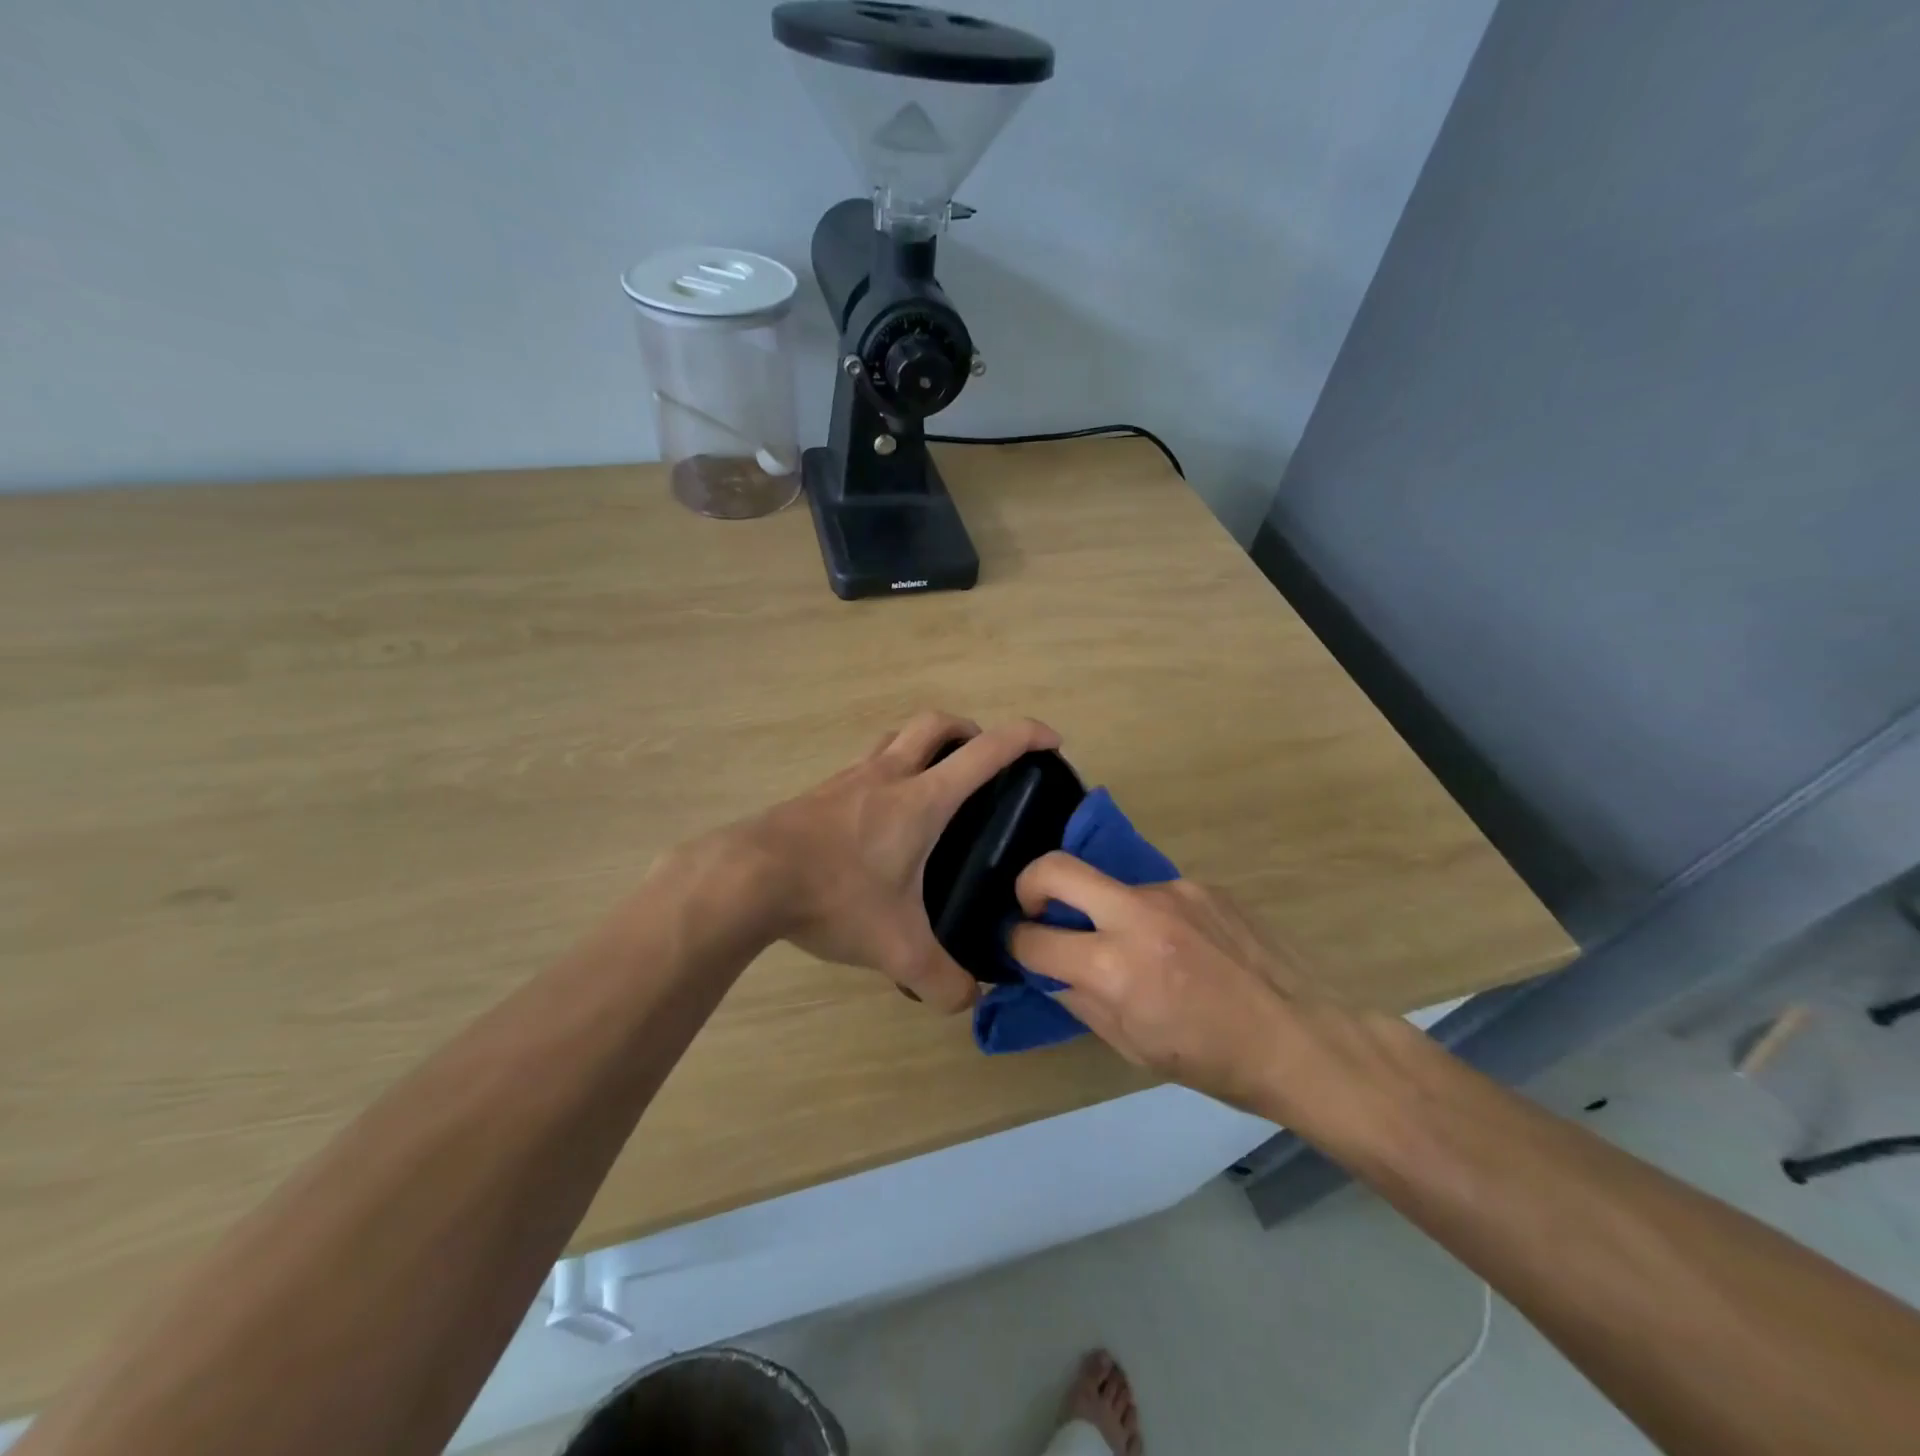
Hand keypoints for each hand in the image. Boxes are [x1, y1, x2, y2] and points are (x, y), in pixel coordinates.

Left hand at [744, 710, 1061, 1011]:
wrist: (746, 880)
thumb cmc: (833, 897)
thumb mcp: (896, 949)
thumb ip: (941, 981)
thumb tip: (968, 1001)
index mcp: (921, 800)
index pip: (986, 751)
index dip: (1025, 737)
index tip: (1051, 741)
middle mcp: (887, 775)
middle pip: (937, 723)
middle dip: (970, 730)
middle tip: (983, 763)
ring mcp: (848, 779)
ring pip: (895, 738)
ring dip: (923, 745)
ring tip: (933, 784)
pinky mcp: (818, 794)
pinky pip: (863, 766)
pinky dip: (885, 773)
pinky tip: (878, 818)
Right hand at [1007, 856, 1323, 1111]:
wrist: (1301, 1038)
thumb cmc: (1212, 1061)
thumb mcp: (1132, 1047)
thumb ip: (1080, 1000)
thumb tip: (1050, 970)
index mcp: (1116, 968)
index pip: (1035, 939)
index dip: (1016, 944)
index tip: (1019, 946)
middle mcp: (1138, 916)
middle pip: (1056, 868)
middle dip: (1029, 884)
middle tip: (1037, 908)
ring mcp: (1173, 892)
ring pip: (1110, 884)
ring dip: (1104, 910)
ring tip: (1137, 948)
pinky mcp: (1202, 884)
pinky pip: (1155, 894)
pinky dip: (1150, 916)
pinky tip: (1180, 946)